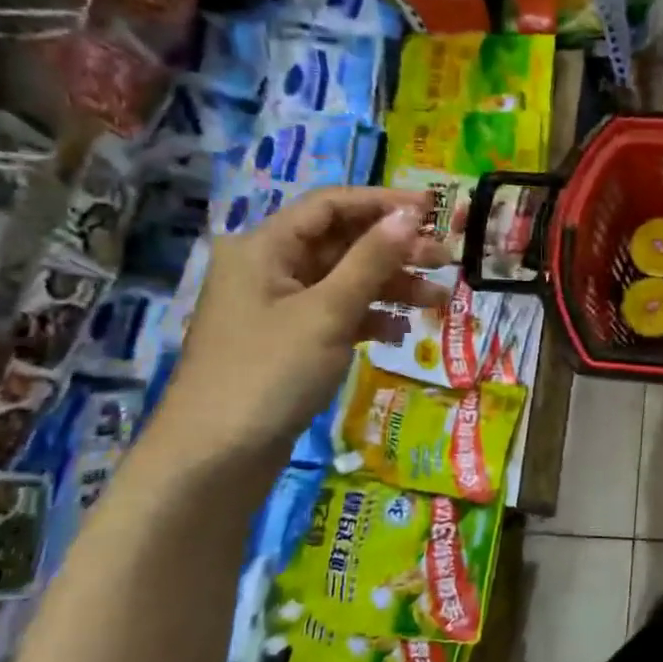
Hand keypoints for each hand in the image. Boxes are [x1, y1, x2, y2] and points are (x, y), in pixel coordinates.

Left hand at [149, 188, 450, 471]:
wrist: (215, 458)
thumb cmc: (269, 373)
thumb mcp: (327, 313)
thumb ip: (371, 261)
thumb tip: (409, 215)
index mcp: (264, 247)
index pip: (330, 206)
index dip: (382, 203)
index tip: (434, 210)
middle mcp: (269, 268)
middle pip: (341, 242)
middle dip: (394, 249)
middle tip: (446, 259)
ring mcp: (278, 307)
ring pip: (344, 280)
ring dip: (390, 286)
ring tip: (437, 300)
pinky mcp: (289, 341)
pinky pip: (337, 313)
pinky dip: (370, 317)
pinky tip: (399, 333)